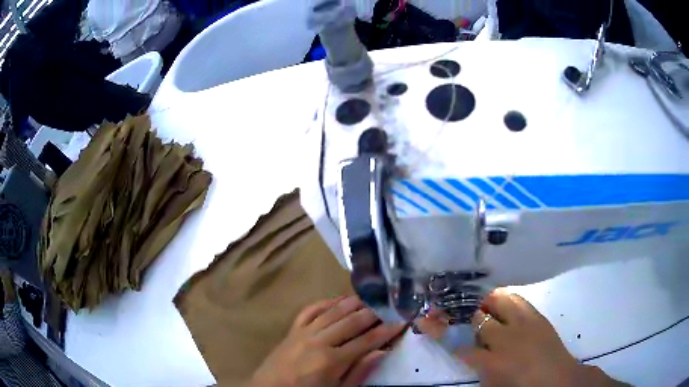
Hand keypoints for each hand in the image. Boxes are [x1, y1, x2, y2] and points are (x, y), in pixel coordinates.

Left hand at [248, 296, 405, 386]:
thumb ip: (359, 372)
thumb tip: (380, 352)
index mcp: (332, 361)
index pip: (366, 341)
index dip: (386, 330)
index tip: (401, 321)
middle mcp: (319, 341)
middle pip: (352, 321)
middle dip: (373, 312)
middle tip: (389, 306)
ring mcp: (304, 332)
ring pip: (333, 311)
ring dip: (352, 303)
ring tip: (369, 298)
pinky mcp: (292, 329)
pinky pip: (310, 310)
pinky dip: (325, 302)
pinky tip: (337, 300)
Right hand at [417, 289, 625, 386]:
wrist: (558, 378)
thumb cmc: (521, 386)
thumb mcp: (493, 382)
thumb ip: (478, 365)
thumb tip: (467, 350)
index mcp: (492, 361)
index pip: (459, 343)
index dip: (441, 332)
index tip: (426, 320)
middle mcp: (506, 338)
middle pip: (477, 318)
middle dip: (464, 314)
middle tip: (457, 313)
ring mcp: (524, 323)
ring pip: (499, 300)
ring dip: (486, 302)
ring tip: (482, 306)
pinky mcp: (537, 315)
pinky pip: (517, 299)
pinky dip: (505, 299)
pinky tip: (502, 305)